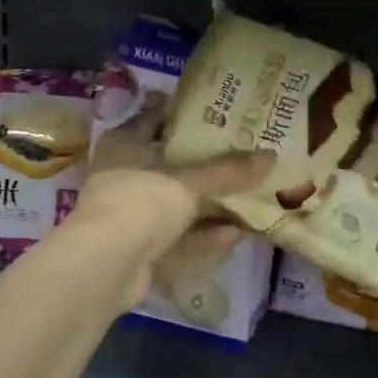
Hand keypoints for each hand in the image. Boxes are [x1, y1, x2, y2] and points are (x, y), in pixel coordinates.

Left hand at [70, 95, 271, 305]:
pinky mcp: (139, 248)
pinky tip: (237, 233)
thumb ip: (228, 170)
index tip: (219, 112)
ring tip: (249, 196)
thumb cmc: (141, 202)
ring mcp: (130, 214)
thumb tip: (271, 156)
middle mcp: (124, 175)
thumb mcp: (189, 181)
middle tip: (244, 154)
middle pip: (169, 164)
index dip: (184, 115)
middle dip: (205, 164)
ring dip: (209, 204)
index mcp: (124, 144)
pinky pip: (178, 236)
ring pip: (176, 204)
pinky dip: (204, 234)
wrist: (107, 265)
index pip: (154, 119)